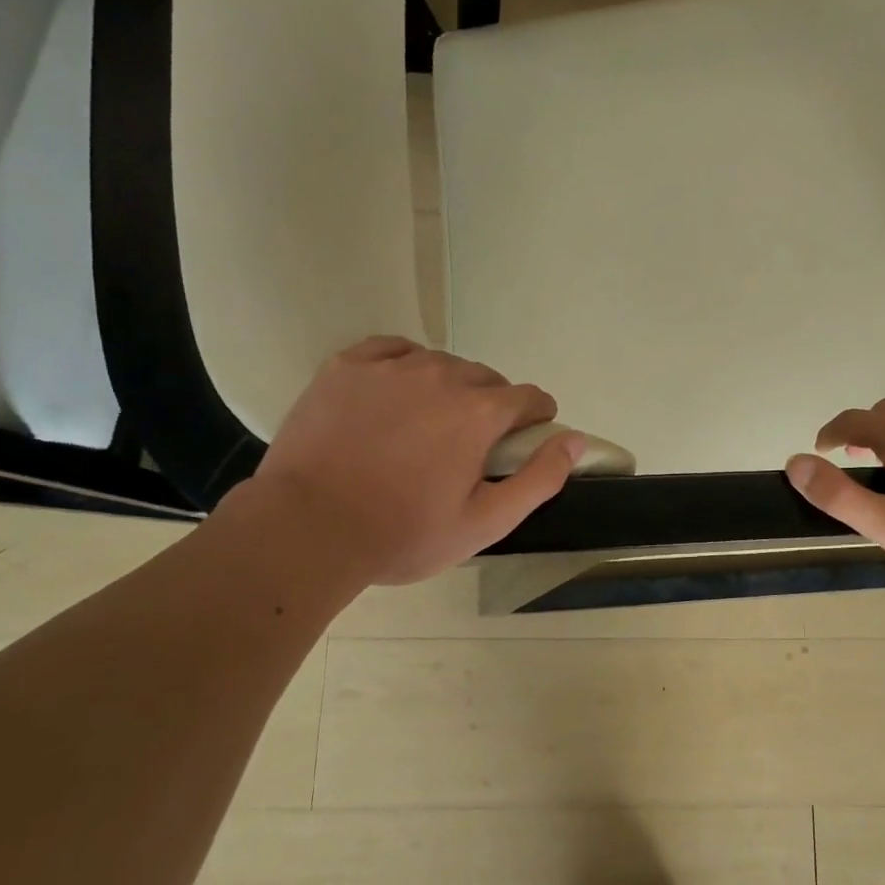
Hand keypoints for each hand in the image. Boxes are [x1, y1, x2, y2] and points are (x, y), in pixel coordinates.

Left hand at [248, 337, 583, 584]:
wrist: (307, 529)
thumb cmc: (403, 534)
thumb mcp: (485, 522)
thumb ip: (539, 477)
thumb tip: (576, 439)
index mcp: (480, 413)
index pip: (529, 397)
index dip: (534, 419)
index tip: (521, 440)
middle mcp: (442, 376)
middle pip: (486, 379)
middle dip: (489, 407)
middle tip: (467, 447)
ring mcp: (391, 367)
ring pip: (440, 364)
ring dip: (447, 388)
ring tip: (426, 425)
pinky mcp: (347, 366)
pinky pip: (392, 350)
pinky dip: (404, 366)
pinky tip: (395, 394)